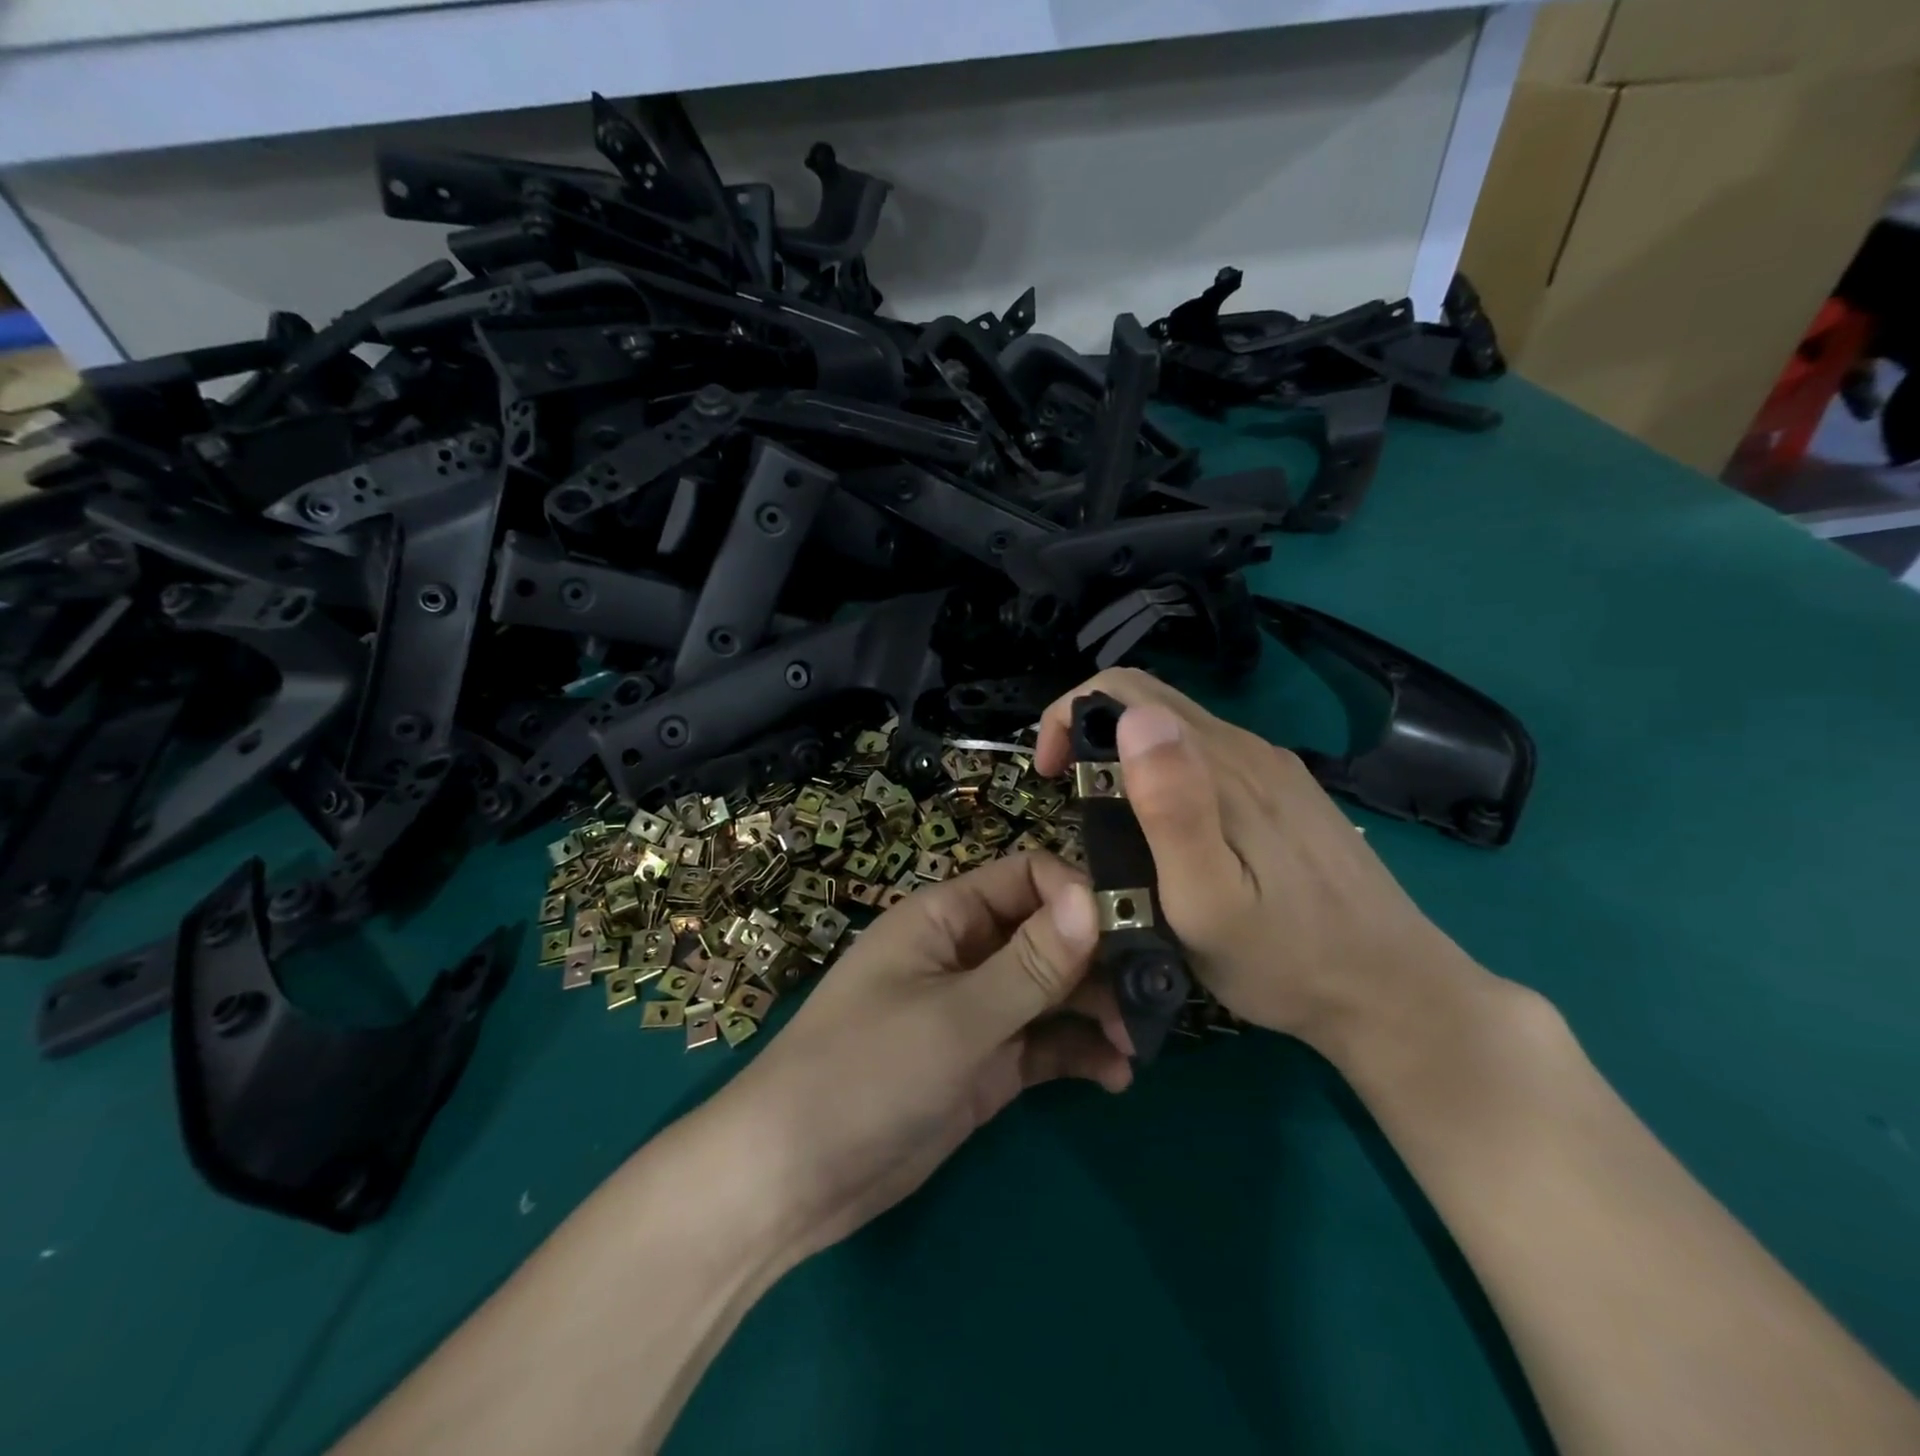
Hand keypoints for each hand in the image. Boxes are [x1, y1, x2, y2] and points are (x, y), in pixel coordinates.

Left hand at [709, 852, 1132, 1263]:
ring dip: (1097, 1008)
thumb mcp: (955, 1018)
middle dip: (1100, 958)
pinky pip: (1044, 1043)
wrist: (793, 1178)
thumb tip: (1092, 899)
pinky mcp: (986, 1063)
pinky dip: (1079, 1052)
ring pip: (1053, 990)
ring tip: (1138, 1041)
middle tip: (1153, 995)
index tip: (1133, 931)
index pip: (1028, 877)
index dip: (1079, 895)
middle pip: (1049, 934)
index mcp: (947, 916)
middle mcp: (967, 952)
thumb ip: (1029, 964)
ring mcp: (977, 1010)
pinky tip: (1115, 1076)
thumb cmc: (865, 1073)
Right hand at [1033, 668, 1474, 1051]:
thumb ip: (1171, 808)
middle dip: (1089, 733)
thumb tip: (1134, 718)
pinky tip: (1170, 832)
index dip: (1069, 717)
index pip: (1125, 690)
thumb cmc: (1284, 960)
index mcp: (1221, 765)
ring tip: (1113, 826)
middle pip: (1149, 699)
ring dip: (1126, 756)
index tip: (1051, 778)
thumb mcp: (1208, 900)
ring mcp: (1273, 768)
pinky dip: (1164, 772)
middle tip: (1073, 803)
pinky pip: (1208, 756)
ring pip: (1177, 729)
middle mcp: (1248, 748)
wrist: (1395, 993)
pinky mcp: (1287, 792)